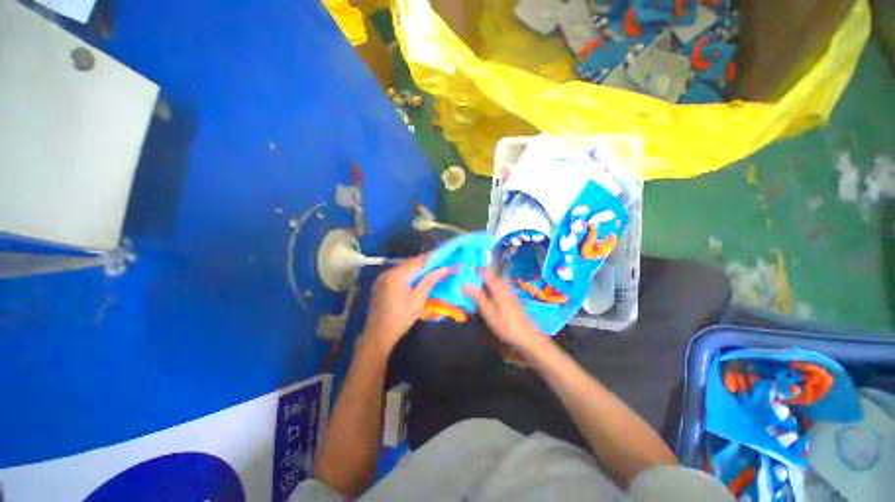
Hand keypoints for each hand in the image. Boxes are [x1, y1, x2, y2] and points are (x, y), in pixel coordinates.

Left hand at [362, 253, 448, 354]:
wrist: (378, 335)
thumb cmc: (401, 318)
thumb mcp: (418, 299)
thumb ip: (430, 280)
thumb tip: (444, 268)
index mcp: (397, 275)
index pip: (418, 260)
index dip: (432, 257)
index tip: (444, 256)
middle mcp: (388, 272)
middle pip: (410, 262)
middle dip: (424, 262)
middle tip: (439, 265)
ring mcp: (382, 277)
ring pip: (403, 267)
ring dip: (416, 268)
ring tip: (430, 271)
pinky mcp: (380, 283)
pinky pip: (397, 273)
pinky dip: (407, 273)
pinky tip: (416, 279)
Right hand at [463, 269, 543, 350]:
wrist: (525, 335)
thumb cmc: (505, 324)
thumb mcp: (487, 311)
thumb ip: (476, 296)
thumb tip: (464, 284)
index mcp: (498, 287)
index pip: (485, 272)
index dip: (475, 271)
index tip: (464, 274)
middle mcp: (503, 286)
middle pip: (489, 277)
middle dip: (477, 278)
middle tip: (466, 283)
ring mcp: (508, 292)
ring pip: (493, 283)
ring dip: (483, 285)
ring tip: (472, 291)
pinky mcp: (509, 299)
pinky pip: (496, 290)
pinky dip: (488, 291)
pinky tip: (484, 299)